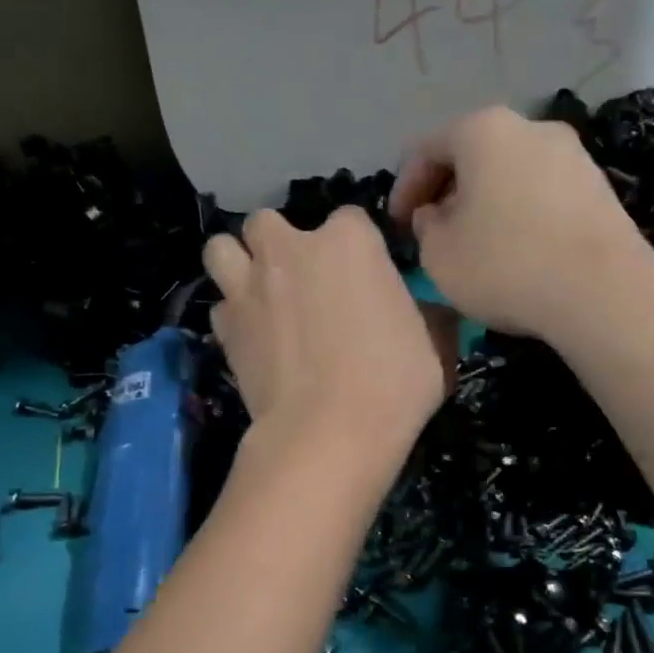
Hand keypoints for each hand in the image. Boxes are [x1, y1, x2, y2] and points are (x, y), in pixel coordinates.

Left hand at [204, 207, 453, 454]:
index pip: (349, 219)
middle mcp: (290, 250)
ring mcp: (249, 286)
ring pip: (222, 248)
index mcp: (349, 241)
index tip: (363, 277)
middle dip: (280, 243)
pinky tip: (251, 337)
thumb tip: (429, 313)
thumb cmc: (392, 384)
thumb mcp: (434, 347)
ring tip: (258, 291)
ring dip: (238, 262)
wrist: (327, 433)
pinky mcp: (225, 326)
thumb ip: (427, 315)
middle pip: (268, 222)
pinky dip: (232, 316)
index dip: (355, 248)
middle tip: (299, 278)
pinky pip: (220, 305)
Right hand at [389, 106, 647, 338]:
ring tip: (473, 242)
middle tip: (432, 231)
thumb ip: (425, 227)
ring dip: (483, 201)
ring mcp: (572, 154)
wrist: (604, 292)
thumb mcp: (438, 254)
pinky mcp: (599, 186)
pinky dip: (518, 211)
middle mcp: (530, 127)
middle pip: (472, 153)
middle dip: (446, 191)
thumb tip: (436, 214)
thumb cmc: (506, 265)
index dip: (404, 187)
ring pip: (509, 171)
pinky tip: (516, 249)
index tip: (397, 226)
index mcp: (483, 131)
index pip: (426, 148)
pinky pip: (541, 191)